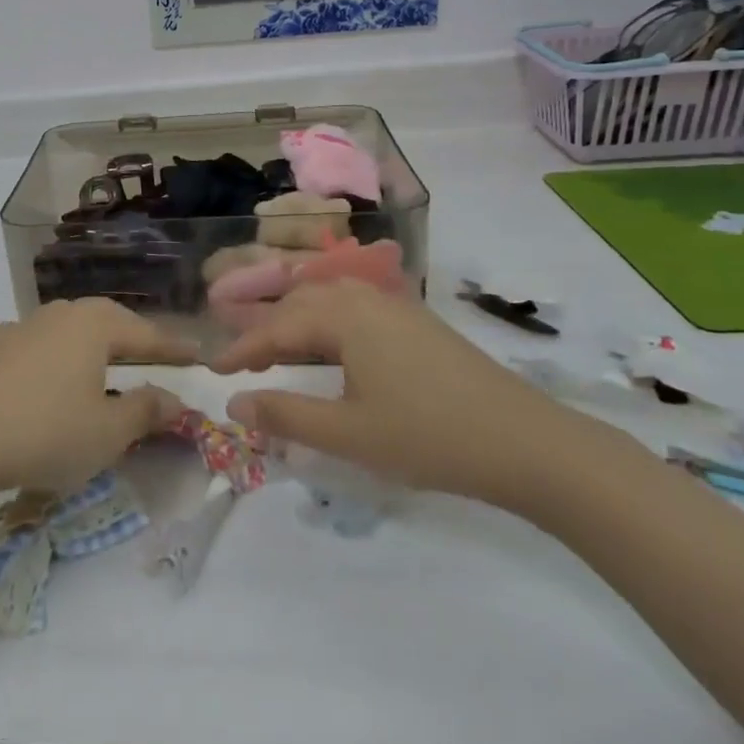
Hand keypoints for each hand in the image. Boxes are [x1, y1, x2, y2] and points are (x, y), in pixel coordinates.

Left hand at [0, 300, 195, 495]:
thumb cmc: (45, 432)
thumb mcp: (108, 432)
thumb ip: (145, 411)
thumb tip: (174, 400)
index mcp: (93, 325)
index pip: (146, 335)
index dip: (175, 349)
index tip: (199, 355)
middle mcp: (59, 315)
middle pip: (108, 322)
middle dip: (134, 339)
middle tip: (157, 357)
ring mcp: (23, 328)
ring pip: (72, 331)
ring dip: (95, 347)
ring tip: (109, 365)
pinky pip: (43, 347)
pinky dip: (62, 359)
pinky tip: (56, 375)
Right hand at [212, 280, 588, 504]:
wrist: (529, 444)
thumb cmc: (429, 437)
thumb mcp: (348, 434)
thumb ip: (285, 415)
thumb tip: (234, 402)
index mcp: (344, 317)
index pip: (277, 328)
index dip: (242, 349)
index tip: (214, 369)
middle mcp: (367, 300)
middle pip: (302, 304)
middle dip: (267, 330)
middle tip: (245, 362)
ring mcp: (398, 308)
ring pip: (331, 304)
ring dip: (299, 325)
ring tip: (283, 355)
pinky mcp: (420, 325)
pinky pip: (358, 313)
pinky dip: (330, 328)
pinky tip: (334, 354)